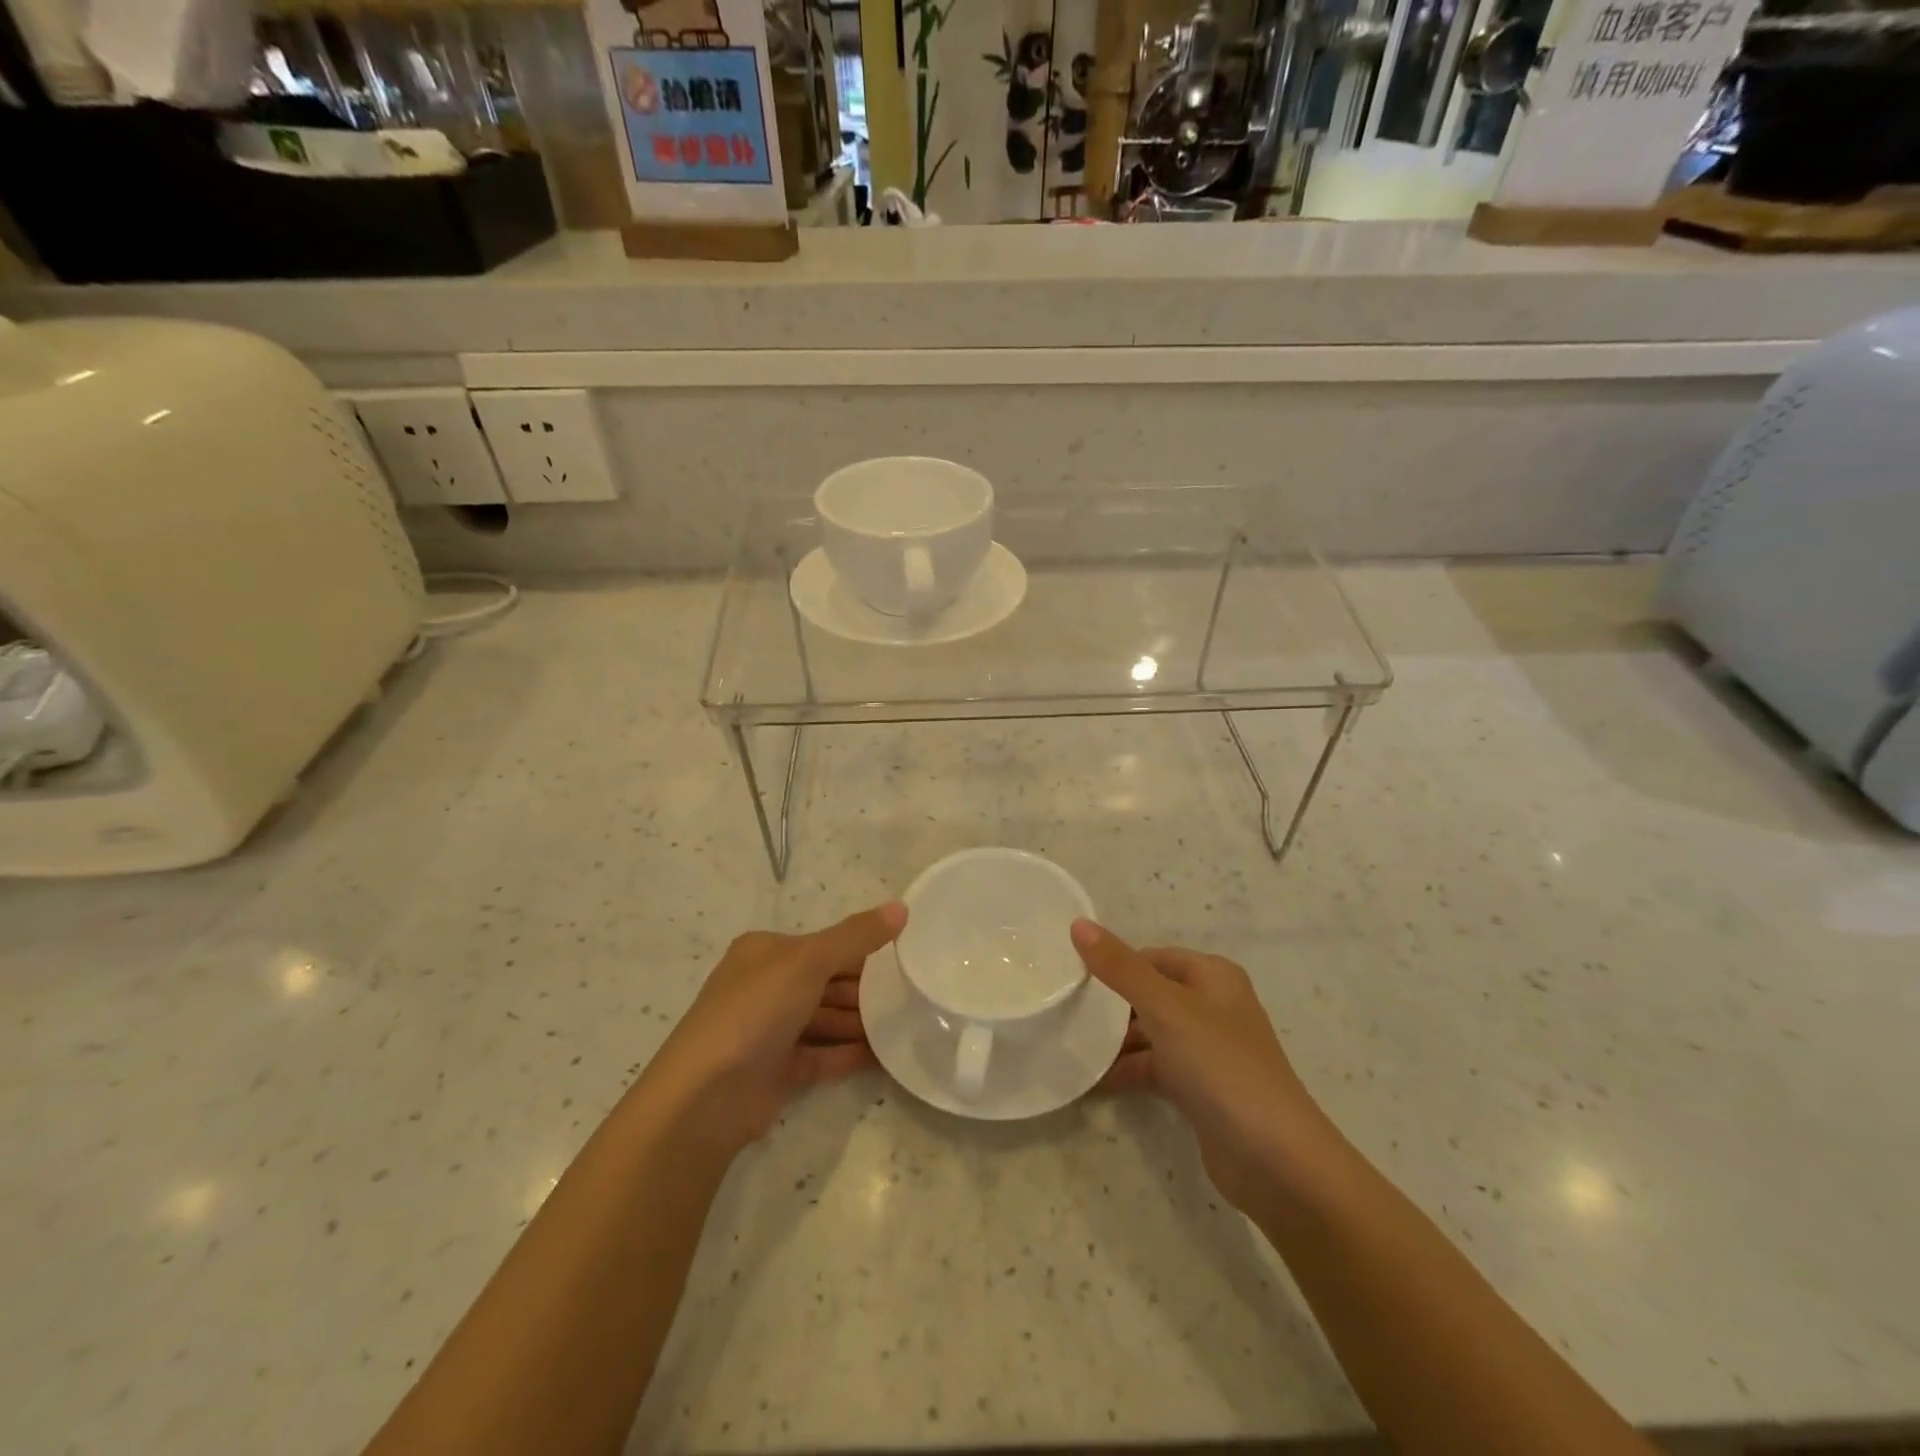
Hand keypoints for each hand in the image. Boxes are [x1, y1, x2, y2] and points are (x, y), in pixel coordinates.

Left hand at [648, 903, 905, 1154]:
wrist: (707, 1095)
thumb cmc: (756, 1010)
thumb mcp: (809, 960)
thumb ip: (857, 935)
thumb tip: (901, 906)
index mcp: (765, 952)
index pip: (823, 945)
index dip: (862, 950)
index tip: (903, 959)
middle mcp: (764, 986)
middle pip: (825, 983)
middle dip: (864, 990)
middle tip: (911, 997)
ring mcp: (767, 1031)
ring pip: (823, 1020)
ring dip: (859, 1023)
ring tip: (904, 1027)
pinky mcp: (773, 1070)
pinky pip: (819, 1055)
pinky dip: (847, 1054)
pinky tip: (882, 1056)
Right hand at [1074, 920, 1337, 1214]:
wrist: (1275, 1160)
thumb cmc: (1221, 1066)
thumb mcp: (1166, 1008)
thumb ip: (1120, 968)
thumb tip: (1078, 924)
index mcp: (1212, 977)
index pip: (1152, 957)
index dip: (1114, 963)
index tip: (1071, 977)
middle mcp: (1213, 1007)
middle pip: (1151, 994)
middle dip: (1111, 1003)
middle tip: (1065, 1010)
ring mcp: (1208, 1050)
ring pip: (1152, 1033)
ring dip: (1115, 1041)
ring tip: (1070, 1046)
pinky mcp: (1202, 1089)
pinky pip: (1156, 1068)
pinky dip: (1128, 1071)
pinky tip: (1092, 1081)